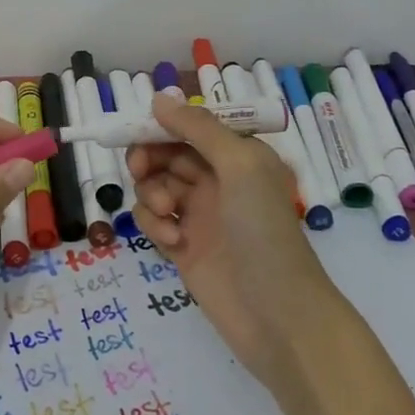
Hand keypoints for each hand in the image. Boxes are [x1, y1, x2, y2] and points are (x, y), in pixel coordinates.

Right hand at [129, 95, 414, 414]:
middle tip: (142, 169)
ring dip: (152, 193)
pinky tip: (172, 242)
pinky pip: (154, 220)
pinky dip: (154, 225)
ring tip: (168, 214)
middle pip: (167, 153)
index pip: (192, 126)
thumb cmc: (264, 231)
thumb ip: (198, 129)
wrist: (278, 317)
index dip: (163, 124)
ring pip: (155, 185)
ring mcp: (200, 214)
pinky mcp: (183, 247)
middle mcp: (219, 179)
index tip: (136, 130)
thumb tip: (158, 97)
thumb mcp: (239, 166)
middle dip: (150, 158)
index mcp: (239, 155)